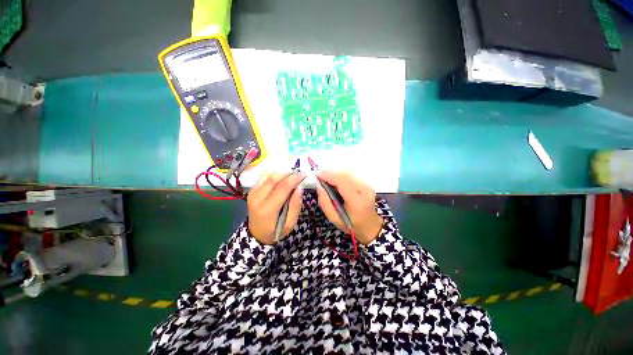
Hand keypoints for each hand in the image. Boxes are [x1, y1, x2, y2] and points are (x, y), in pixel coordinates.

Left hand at [247, 172, 304, 244]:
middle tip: (298, 175)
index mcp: (267, 209)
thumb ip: (295, 206)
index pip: (282, 188)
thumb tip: (300, 188)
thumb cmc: (275, 231)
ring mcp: (252, 193)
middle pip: (273, 178)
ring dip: (281, 173)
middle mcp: (257, 199)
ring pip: (267, 175)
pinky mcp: (251, 190)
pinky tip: (281, 179)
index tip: (303, 175)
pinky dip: (274, 175)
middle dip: (288, 174)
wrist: (256, 234)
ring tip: (291, 177)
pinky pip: (263, 177)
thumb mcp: (289, 224)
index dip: (294, 179)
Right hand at [316, 171, 383, 244]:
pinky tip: (335, 181)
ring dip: (335, 174)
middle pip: (345, 175)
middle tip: (320, 177)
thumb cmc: (351, 225)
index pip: (342, 182)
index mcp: (357, 202)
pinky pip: (351, 176)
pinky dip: (341, 176)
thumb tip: (319, 186)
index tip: (317, 175)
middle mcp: (365, 191)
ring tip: (326, 179)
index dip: (328, 176)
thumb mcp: (334, 219)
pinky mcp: (367, 184)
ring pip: (348, 173)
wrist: (370, 226)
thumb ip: (325, 203)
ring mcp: (367, 186)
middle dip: (331, 173)